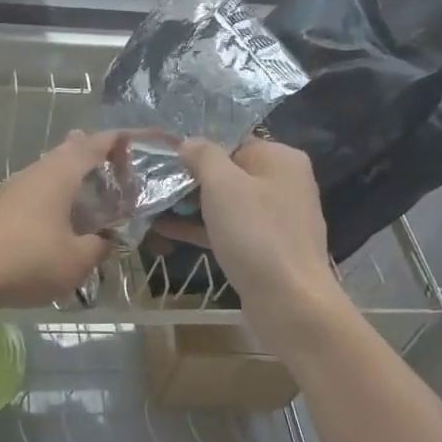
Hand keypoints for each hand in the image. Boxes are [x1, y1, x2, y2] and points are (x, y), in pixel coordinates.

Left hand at [0, 130, 131, 309]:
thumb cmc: (29, 261)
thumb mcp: (77, 261)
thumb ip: (99, 247)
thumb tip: (108, 240)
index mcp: (60, 174)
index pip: (94, 145)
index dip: (117, 142)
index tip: (135, 147)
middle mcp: (36, 172)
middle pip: (68, 150)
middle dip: (92, 154)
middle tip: (115, 168)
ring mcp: (13, 187)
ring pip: (49, 169)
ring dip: (71, 175)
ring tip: (90, 192)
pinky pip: (35, 189)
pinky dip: (53, 194)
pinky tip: (57, 217)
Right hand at [168, 137, 340, 316]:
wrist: (290, 302)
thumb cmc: (256, 233)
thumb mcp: (223, 185)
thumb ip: (203, 156)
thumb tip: (189, 142)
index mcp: (280, 158)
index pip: (232, 140)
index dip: (197, 147)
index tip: (163, 155)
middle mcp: (283, 182)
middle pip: (229, 171)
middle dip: (191, 177)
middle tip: (152, 181)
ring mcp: (276, 218)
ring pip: (226, 202)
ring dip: (191, 204)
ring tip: (151, 203)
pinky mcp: (265, 248)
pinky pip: (228, 228)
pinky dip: (201, 227)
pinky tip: (164, 229)